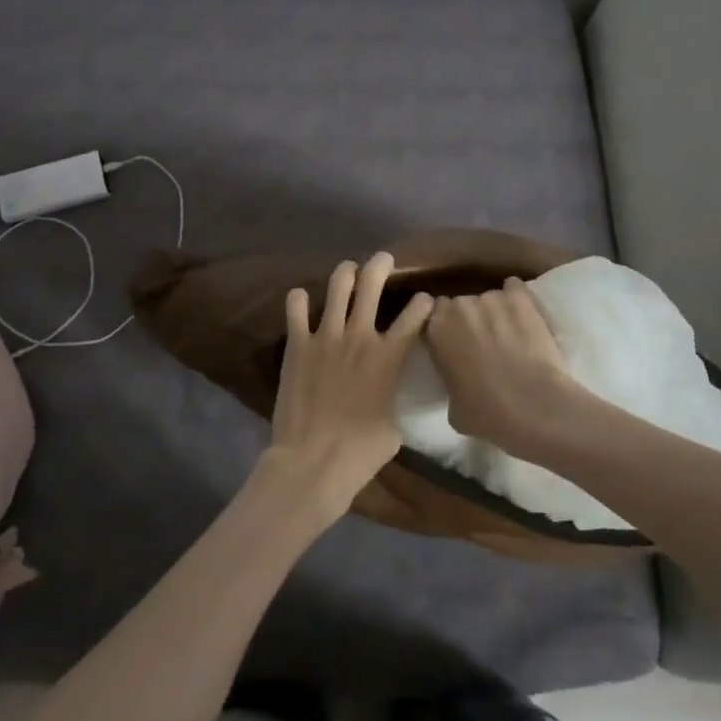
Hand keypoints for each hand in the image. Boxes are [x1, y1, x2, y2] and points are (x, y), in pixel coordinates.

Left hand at [262, 252, 432, 524]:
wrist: (313, 461)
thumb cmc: (360, 452)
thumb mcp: (393, 426)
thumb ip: (392, 396)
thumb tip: (387, 392)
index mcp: (390, 356)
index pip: (416, 315)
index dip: (424, 303)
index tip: (425, 300)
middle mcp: (360, 336)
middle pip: (373, 283)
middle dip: (381, 265)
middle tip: (383, 259)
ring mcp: (326, 335)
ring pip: (338, 285)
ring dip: (345, 273)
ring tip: (347, 271)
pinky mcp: (297, 344)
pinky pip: (295, 307)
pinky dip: (298, 300)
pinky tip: (300, 300)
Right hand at [424, 277, 577, 457]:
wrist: (532, 405)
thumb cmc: (486, 412)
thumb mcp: (452, 405)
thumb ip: (451, 379)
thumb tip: (460, 380)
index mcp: (436, 329)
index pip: (434, 313)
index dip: (446, 325)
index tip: (455, 339)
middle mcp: (459, 306)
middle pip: (461, 304)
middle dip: (470, 318)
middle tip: (483, 340)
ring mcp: (491, 297)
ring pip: (489, 298)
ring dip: (496, 312)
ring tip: (510, 333)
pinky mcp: (520, 297)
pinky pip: (514, 288)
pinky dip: (518, 299)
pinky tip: (525, 316)